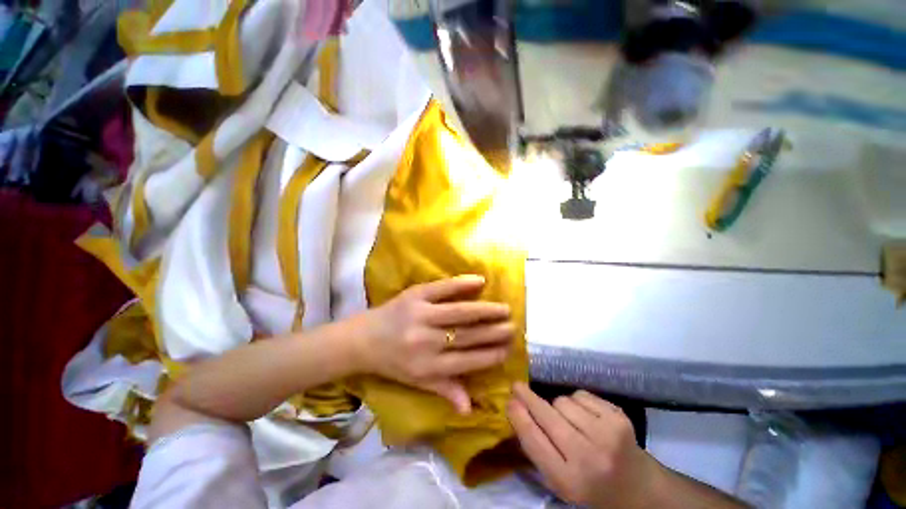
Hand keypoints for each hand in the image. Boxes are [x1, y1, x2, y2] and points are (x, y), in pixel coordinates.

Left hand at [352, 275, 514, 413]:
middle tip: (513, 327)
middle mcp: (426, 341)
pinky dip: (462, 284)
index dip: (491, 355)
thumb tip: (470, 409)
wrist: (362, 339)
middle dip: (494, 332)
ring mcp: (421, 315)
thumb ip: (444, 390)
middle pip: (467, 336)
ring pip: (460, 312)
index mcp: (427, 366)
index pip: (467, 361)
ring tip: (504, 310)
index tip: (508, 349)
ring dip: (485, 311)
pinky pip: (442, 288)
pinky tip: (480, 281)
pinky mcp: (414, 295)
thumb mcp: (416, 381)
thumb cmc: (392, 362)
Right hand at [507, 383, 660, 508]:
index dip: (519, 417)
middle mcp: (588, 457)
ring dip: (558, 406)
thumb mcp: (561, 482)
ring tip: (569, 421)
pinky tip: (586, 417)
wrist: (640, 488)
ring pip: (563, 401)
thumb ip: (538, 451)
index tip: (509, 401)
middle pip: (547, 415)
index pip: (534, 441)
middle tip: (516, 386)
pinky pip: (580, 395)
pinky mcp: (618, 417)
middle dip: (528, 398)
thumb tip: (516, 412)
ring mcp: (606, 435)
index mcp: (569, 481)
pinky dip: (577, 401)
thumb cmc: (593, 488)